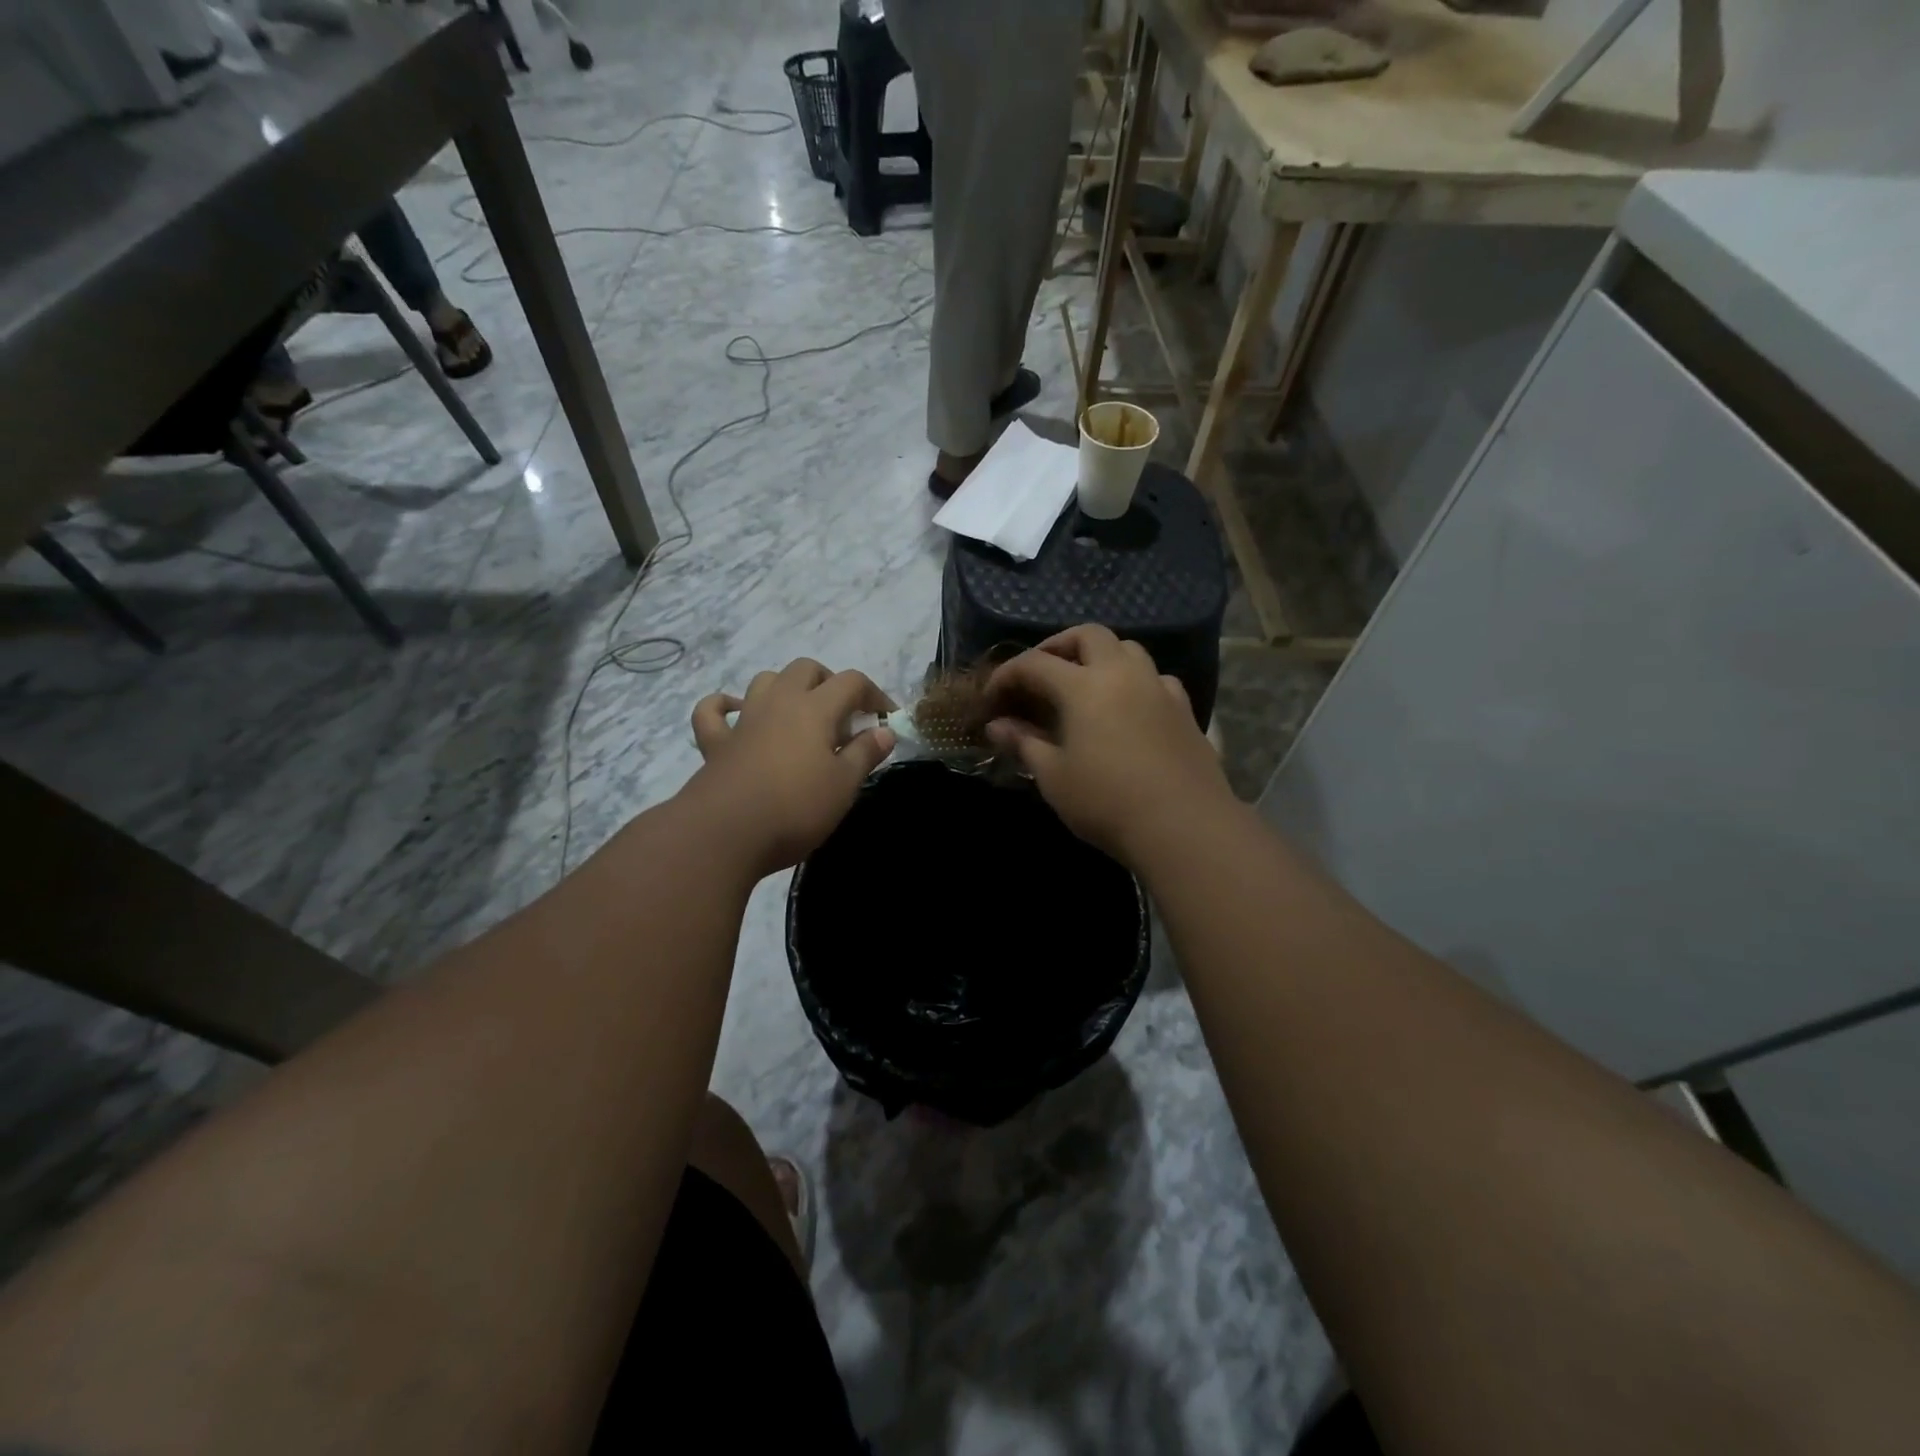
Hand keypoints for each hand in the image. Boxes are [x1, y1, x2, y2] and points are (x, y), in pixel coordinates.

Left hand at [688, 659, 895, 875]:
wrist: (725, 834)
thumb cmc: (795, 809)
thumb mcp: (844, 786)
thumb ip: (865, 754)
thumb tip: (885, 731)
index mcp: (815, 709)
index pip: (852, 682)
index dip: (875, 694)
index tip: (887, 719)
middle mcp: (779, 702)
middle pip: (806, 669)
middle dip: (830, 682)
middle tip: (844, 715)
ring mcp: (744, 720)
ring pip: (766, 681)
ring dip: (786, 687)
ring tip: (800, 714)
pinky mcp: (716, 743)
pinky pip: (713, 711)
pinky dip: (725, 706)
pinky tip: (736, 713)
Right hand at [985, 625, 1233, 862]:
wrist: (1184, 826)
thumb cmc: (1107, 802)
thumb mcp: (1053, 777)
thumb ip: (1024, 743)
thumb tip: (996, 726)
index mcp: (1084, 686)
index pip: (1035, 663)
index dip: (1007, 675)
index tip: (991, 697)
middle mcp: (1123, 673)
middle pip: (1088, 635)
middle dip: (1058, 646)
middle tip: (1040, 673)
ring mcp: (1159, 688)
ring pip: (1128, 648)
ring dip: (1099, 656)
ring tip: (1083, 684)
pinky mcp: (1184, 709)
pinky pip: (1155, 678)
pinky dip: (1134, 681)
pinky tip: (1128, 707)